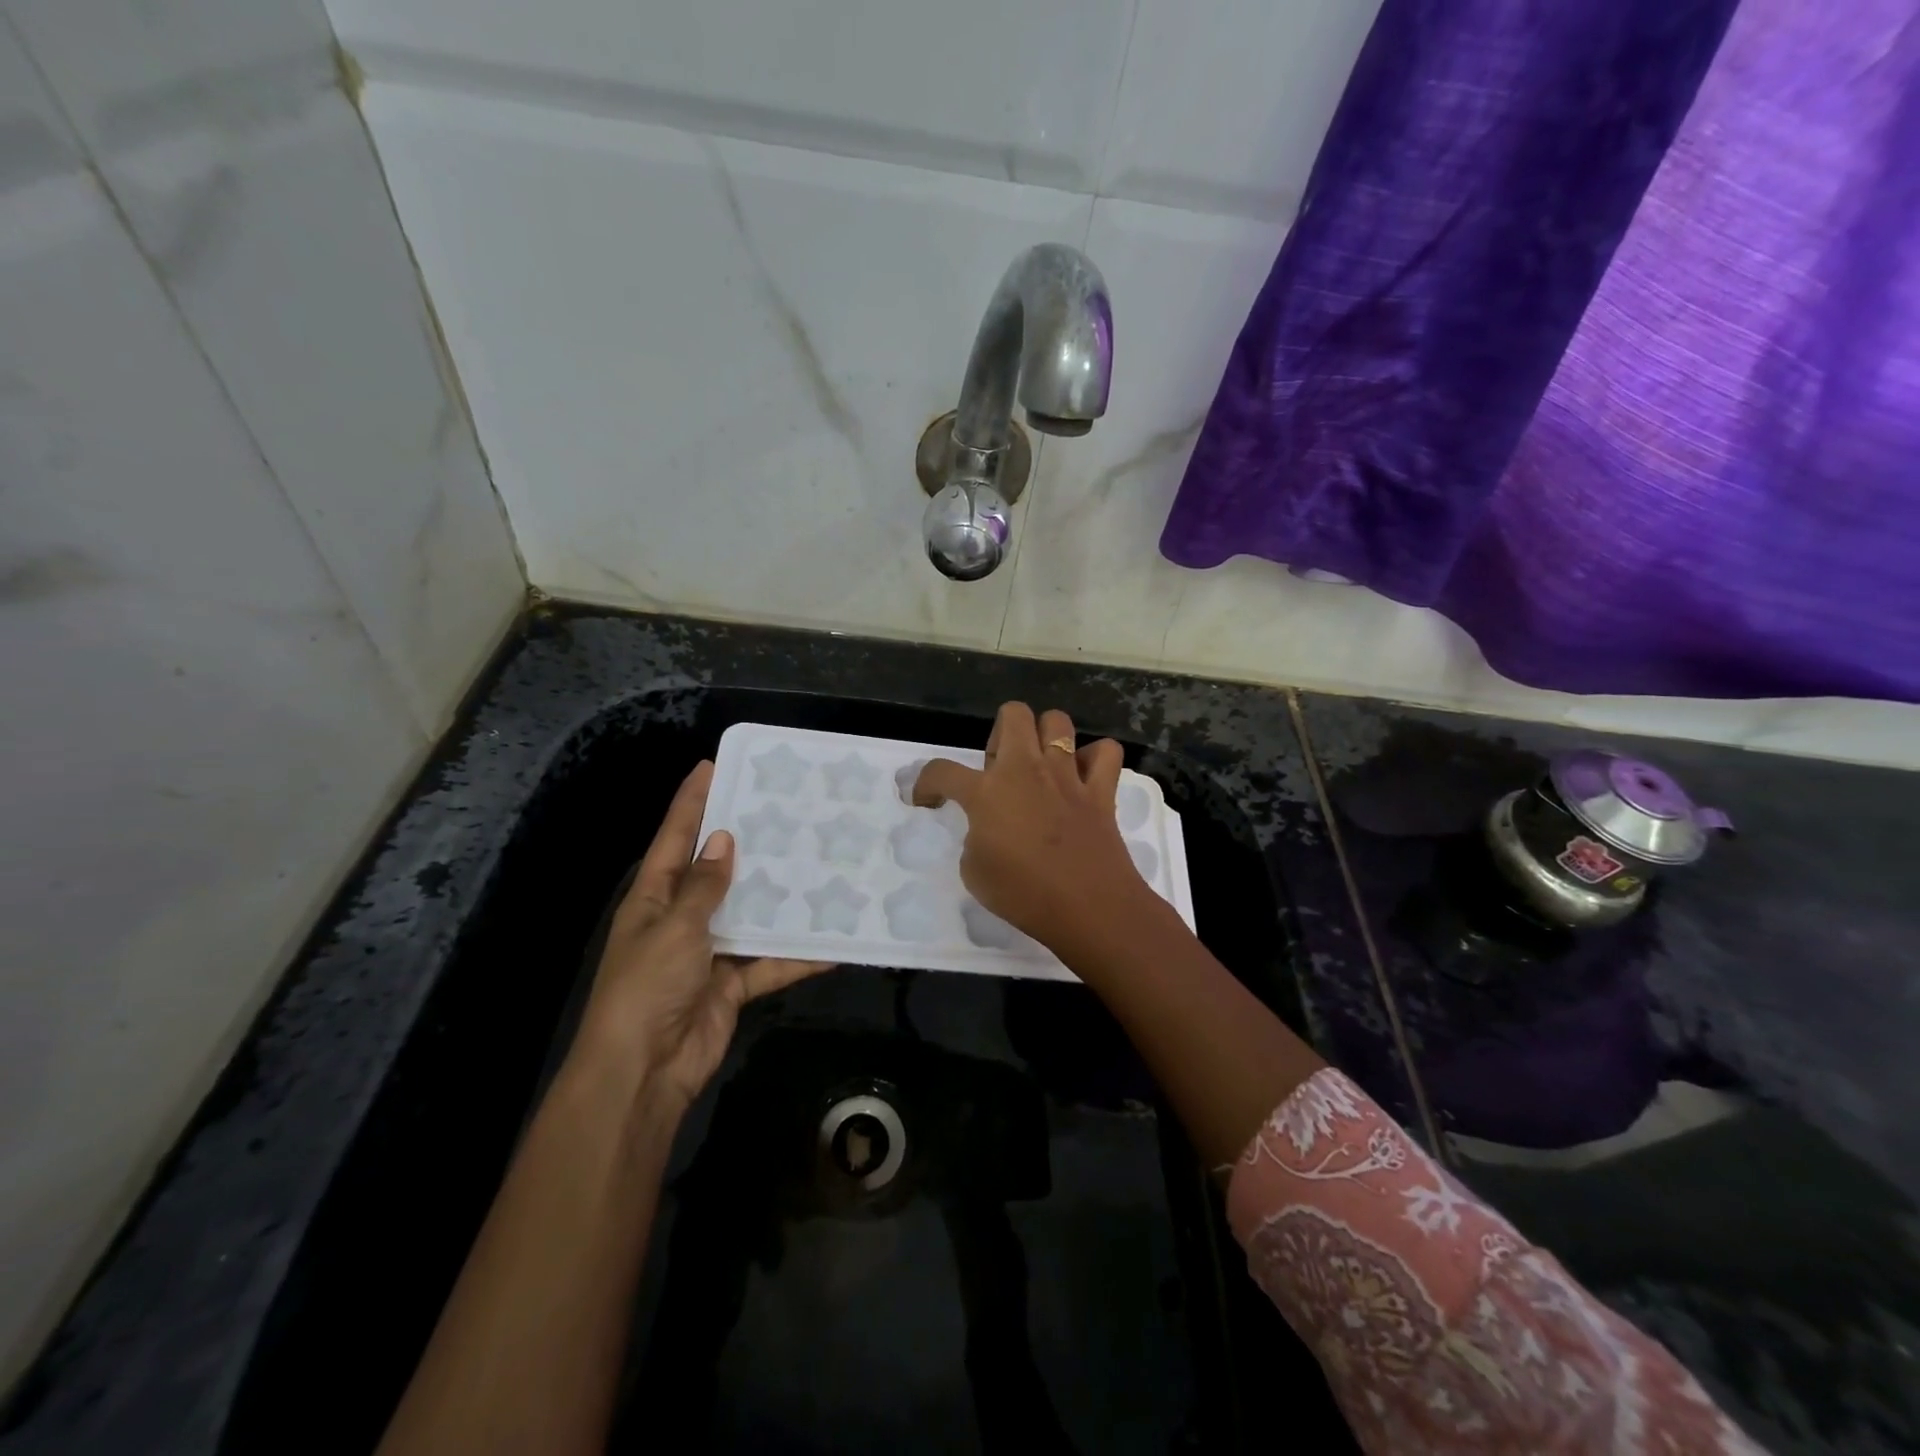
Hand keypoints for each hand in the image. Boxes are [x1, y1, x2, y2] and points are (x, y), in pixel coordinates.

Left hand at [569, 761, 831, 1112]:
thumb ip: (704, 886)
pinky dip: (797, 955)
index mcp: (654, 897)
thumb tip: (723, 839)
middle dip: (746, 842)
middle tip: (785, 809)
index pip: (674, 837)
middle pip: (717, 871)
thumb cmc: (648, 987)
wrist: (644, 1073)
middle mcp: (681, 917)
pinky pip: (769, 961)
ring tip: (819, 862)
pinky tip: (835, 941)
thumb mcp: (675, 927)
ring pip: (750, 913)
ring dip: (779, 897)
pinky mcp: (732, 983)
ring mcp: (709, 951)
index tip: (713, 764)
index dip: (691, 800)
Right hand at [913, 703, 1149, 952]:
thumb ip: (975, 839)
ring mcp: (1067, 775)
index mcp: (987, 792)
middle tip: (998, 768)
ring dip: (1045, 737)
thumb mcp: (975, 873)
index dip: (926, 782)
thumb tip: (987, 829)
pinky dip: (1094, 759)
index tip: (927, 799)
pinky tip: (1083, 778)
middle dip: (999, 732)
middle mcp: (1026, 770)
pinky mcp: (1100, 790)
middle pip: (1013, 714)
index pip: (942, 771)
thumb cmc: (1023, 895)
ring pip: (1057, 721)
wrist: (1087, 908)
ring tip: (1040, 766)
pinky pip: (1105, 752)